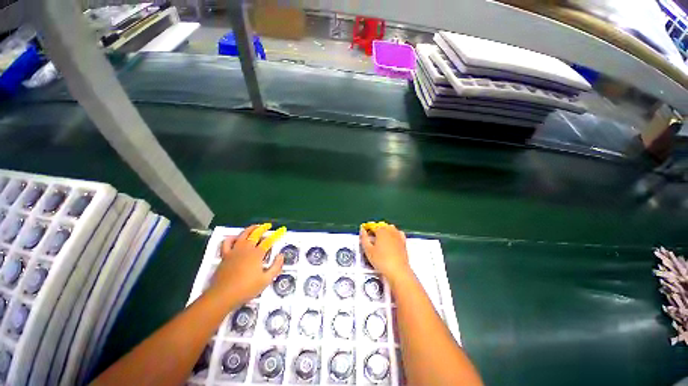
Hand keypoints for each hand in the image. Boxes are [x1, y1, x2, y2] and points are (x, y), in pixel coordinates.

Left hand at [207, 223, 285, 307]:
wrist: (223, 295)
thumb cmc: (246, 289)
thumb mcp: (266, 280)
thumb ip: (276, 267)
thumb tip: (281, 256)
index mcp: (257, 254)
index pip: (269, 241)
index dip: (276, 235)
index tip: (281, 230)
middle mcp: (246, 249)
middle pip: (255, 234)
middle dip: (263, 228)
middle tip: (268, 225)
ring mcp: (234, 251)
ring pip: (243, 235)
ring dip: (250, 229)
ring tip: (255, 227)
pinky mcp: (225, 255)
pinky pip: (227, 242)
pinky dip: (232, 238)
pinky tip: (235, 237)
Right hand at [359, 222, 411, 283]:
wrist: (398, 271)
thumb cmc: (381, 261)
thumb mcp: (368, 250)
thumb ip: (364, 238)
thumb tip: (362, 230)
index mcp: (381, 230)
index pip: (372, 226)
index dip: (367, 229)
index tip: (364, 235)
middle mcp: (390, 230)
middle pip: (381, 226)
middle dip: (375, 230)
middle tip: (371, 239)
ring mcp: (398, 235)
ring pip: (390, 228)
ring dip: (384, 231)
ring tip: (380, 240)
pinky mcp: (403, 241)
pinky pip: (398, 233)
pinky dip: (393, 234)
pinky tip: (391, 240)